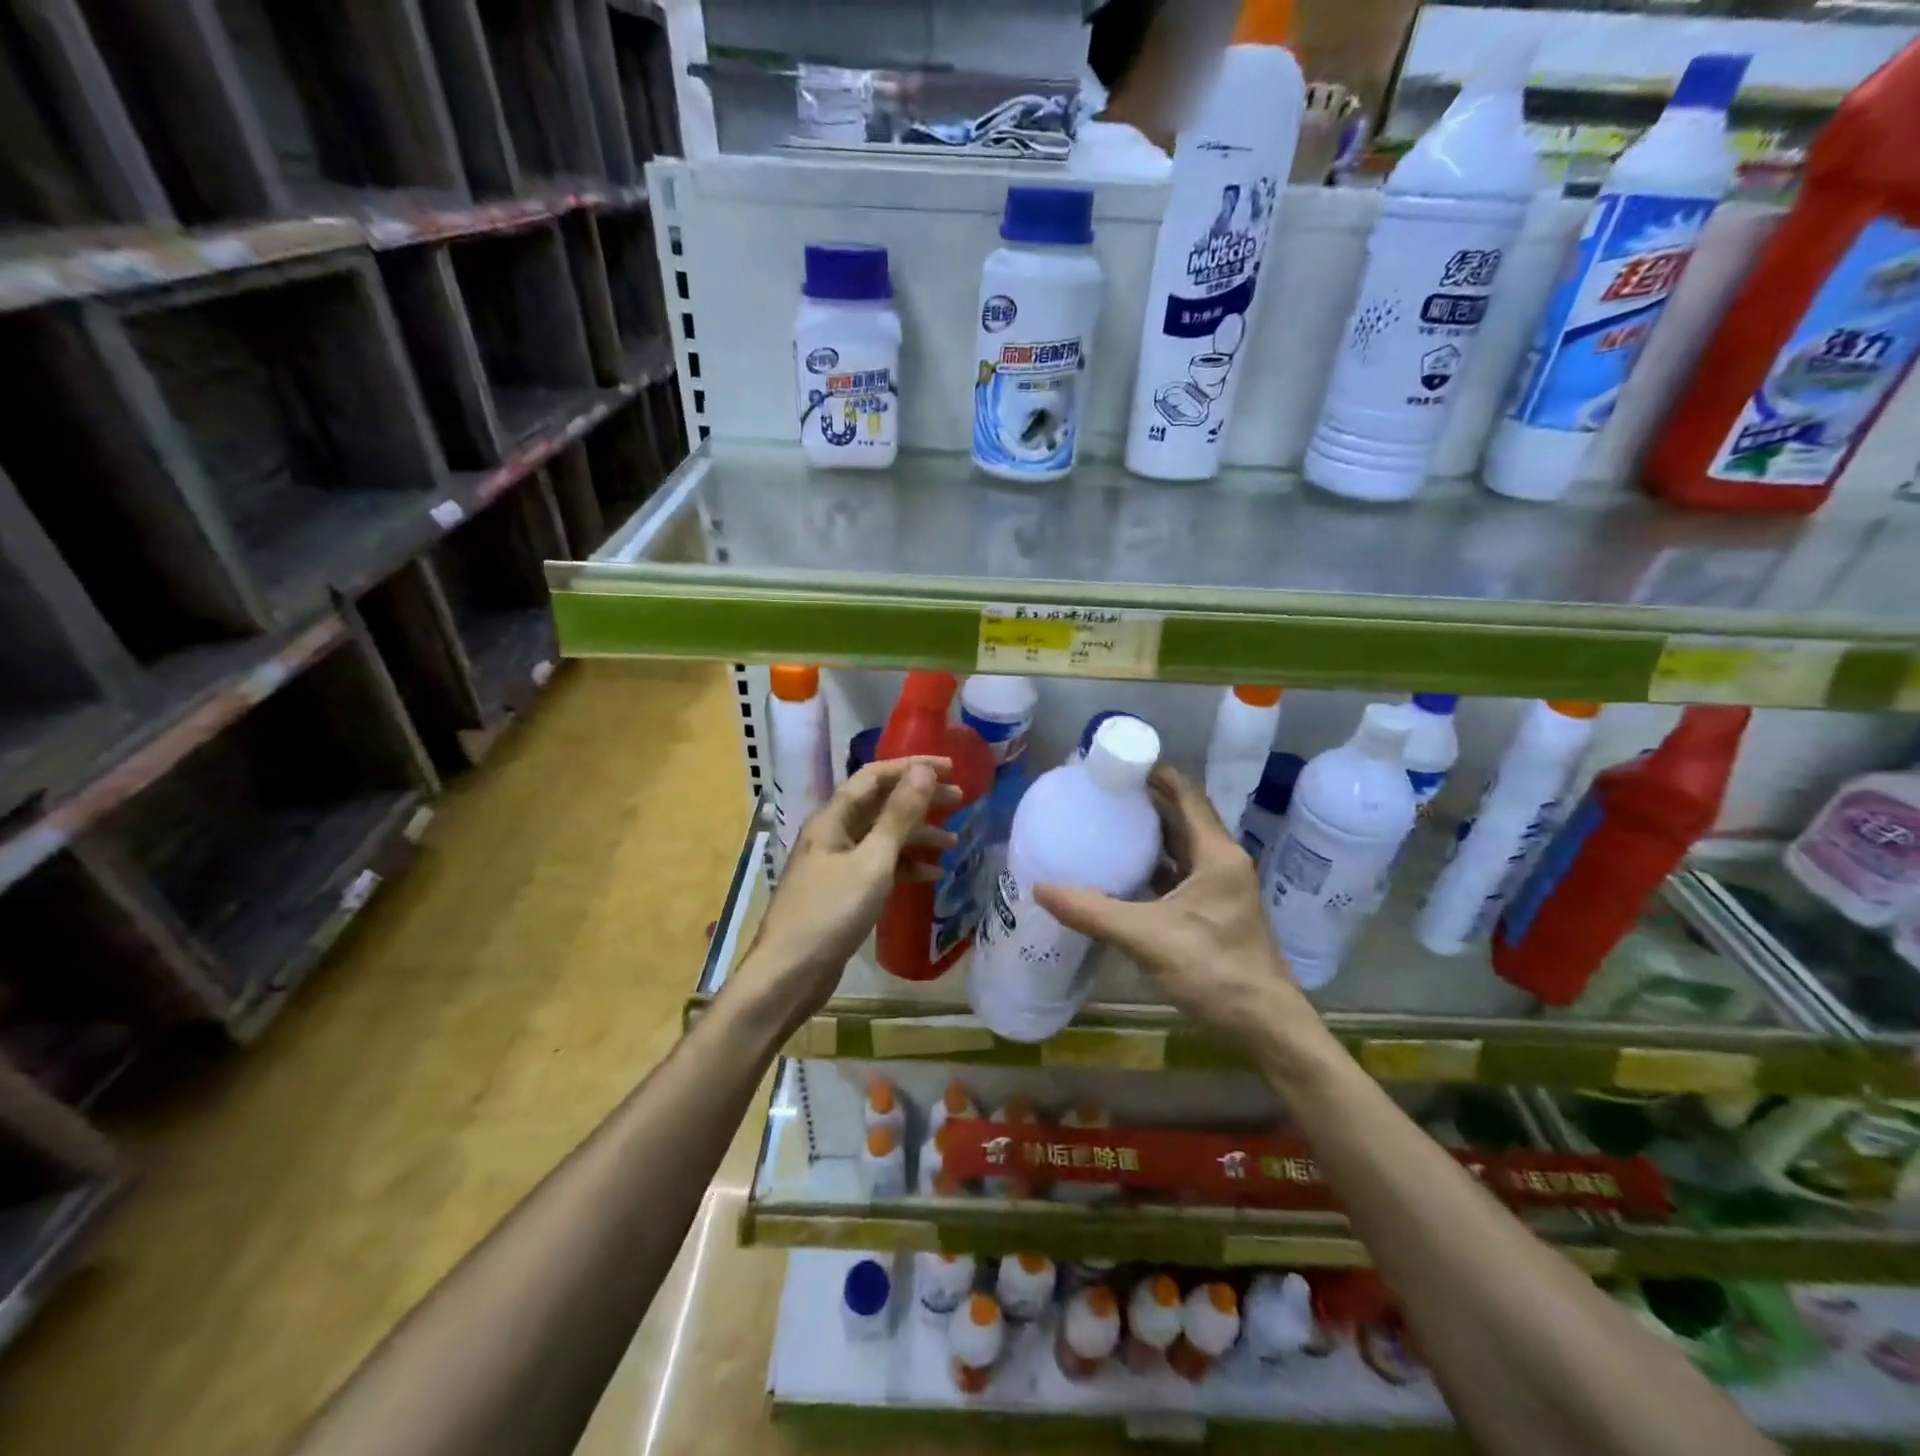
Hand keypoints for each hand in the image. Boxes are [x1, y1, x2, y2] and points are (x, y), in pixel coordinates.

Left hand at [733, 757, 955, 1025]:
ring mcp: (836, 864)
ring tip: (952, 841)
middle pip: (880, 805)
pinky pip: (878, 867)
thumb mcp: (872, 861)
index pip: (874, 777)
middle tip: (959, 801)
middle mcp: (833, 834)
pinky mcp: (842, 892)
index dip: (911, 768)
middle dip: (919, 800)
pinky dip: (904, 867)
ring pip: (881, 837)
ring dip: (916, 836)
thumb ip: (899, 816)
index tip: (950, 770)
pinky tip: (931, 875)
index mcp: (832, 819)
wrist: (789, 975)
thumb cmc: (831, 912)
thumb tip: (923, 770)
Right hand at [1034, 766, 1317, 1053]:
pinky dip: (1154, 867)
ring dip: (1150, 834)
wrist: (1264, 1024)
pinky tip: (1124, 873)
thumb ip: (1093, 912)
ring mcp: (1220, 887)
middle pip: (1182, 817)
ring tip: (1108, 824)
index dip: (1155, 774)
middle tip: (1103, 793)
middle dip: (1145, 802)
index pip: (1186, 795)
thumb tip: (1041, 888)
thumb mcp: (1148, 937)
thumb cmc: (1214, 970)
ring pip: (1181, 847)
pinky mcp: (1214, 911)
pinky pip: (1179, 875)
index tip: (1118, 763)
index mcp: (1216, 854)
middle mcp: (1221, 862)